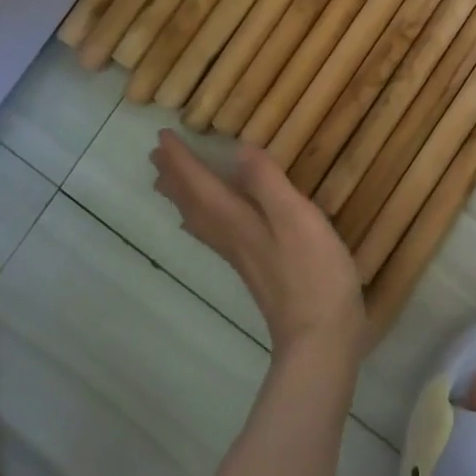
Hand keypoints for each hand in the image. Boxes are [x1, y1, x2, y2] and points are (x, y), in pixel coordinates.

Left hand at [151, 130, 365, 362]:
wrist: (320, 338)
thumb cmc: (313, 273)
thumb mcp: (296, 218)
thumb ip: (268, 183)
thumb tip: (239, 150)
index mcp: (237, 221)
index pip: (199, 186)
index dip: (181, 161)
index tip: (161, 137)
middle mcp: (232, 238)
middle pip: (193, 205)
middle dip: (175, 178)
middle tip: (156, 155)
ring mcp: (243, 258)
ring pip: (201, 222)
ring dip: (184, 198)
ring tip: (170, 183)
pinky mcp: (257, 270)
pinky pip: (216, 235)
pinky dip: (204, 220)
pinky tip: (213, 224)